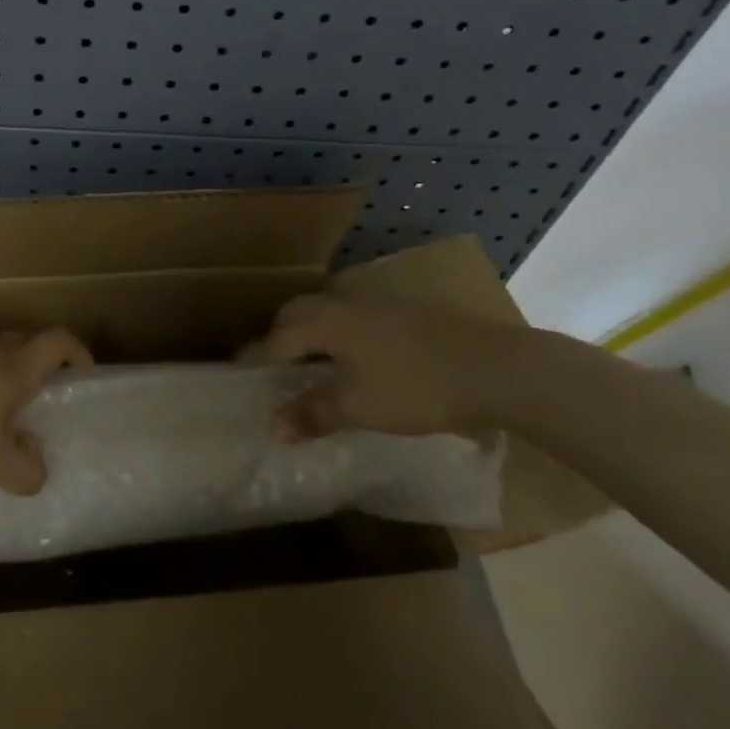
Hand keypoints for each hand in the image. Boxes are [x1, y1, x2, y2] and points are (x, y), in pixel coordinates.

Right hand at [238, 294, 533, 442]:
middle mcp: (343, 303)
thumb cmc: (415, 387)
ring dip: (308, 332)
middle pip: (296, 314)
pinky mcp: (399, 311)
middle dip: (278, 337)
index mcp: (325, 322)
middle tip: (272, 368)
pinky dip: (335, 333)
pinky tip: (350, 358)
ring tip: (307, 363)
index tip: (237, 374)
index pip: (276, 339)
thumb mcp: (359, 407)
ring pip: (324, 311)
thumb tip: (273, 425)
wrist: (492, 368)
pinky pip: (349, 317)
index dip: (256, 359)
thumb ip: (313, 413)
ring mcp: (374, 303)